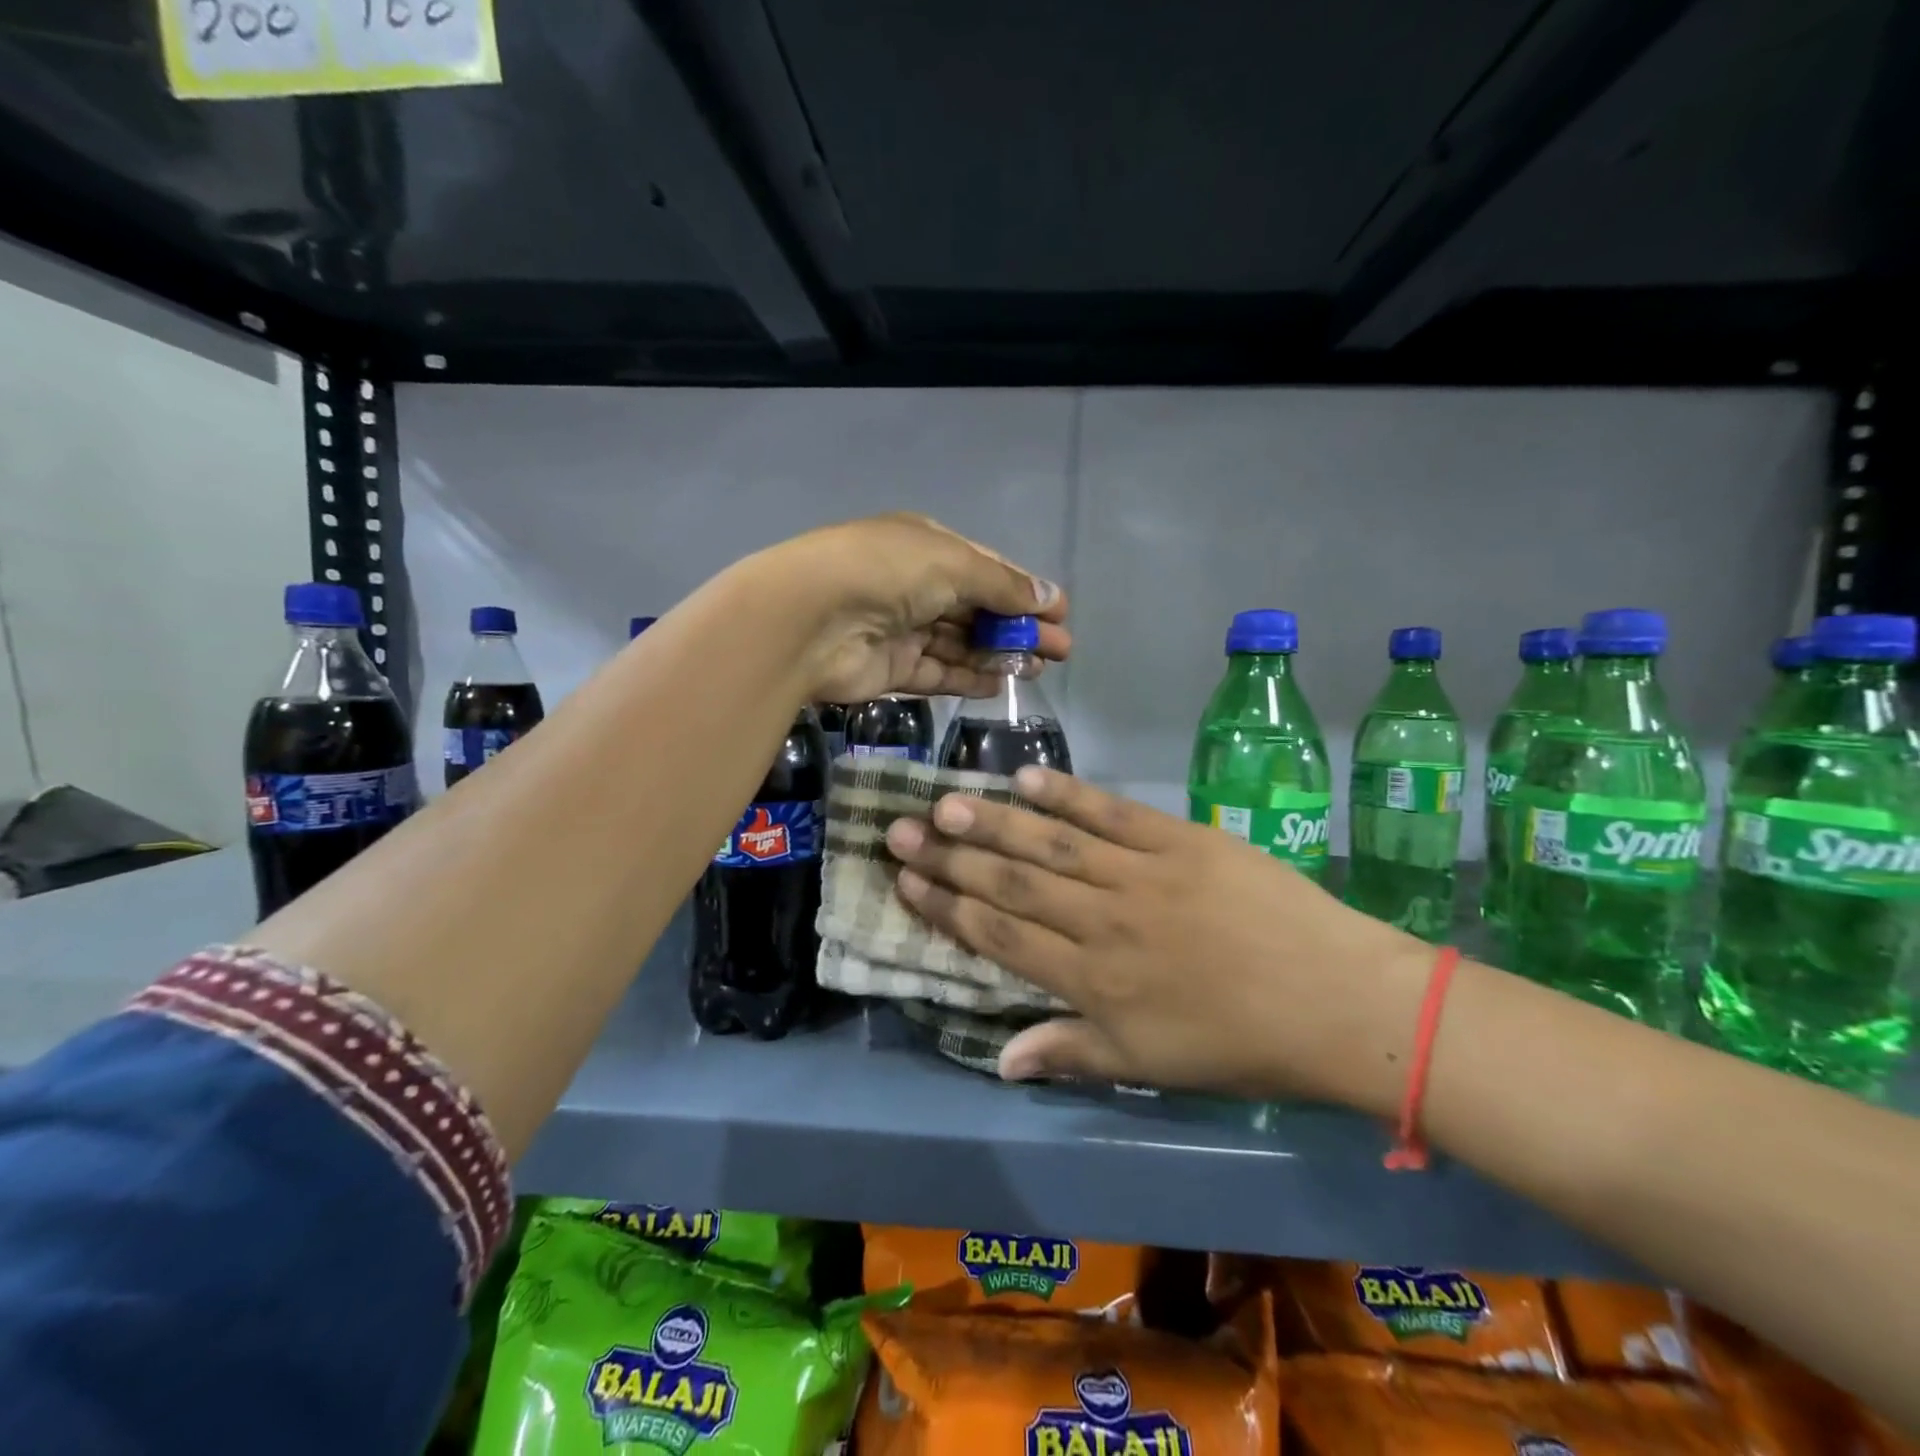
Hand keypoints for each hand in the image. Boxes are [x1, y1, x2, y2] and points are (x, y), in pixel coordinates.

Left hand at [751, 514, 1069, 702]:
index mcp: (926, 547)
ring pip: (960, 643)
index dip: (1025, 591)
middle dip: (1019, 627)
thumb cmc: (887, 573)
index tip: (1060, 614)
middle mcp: (914, 585)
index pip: (986, 569)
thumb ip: (1004, 585)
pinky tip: (1001, 684)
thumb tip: (1051, 597)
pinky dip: (968, 678)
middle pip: (977, 609)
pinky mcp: (890, 669)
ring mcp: (901, 629)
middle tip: (1060, 650)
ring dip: (998, 654)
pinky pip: (938, 673)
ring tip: (1038, 669)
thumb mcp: (954, 564)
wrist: (809, 620)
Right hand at [884, 768, 1434, 1112]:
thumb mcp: (1150, 1065)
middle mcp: (1102, 921)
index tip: (907, 881)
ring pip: (1050, 844)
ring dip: (993, 821)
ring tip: (945, 800)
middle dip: (950, 857)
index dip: (947, 908)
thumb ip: (1070, 1052)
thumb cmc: (1241, 1043)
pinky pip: (1111, 813)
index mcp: (1092, 980)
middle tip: (899, 830)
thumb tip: (998, 1058)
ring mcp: (1140, 874)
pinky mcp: (1178, 839)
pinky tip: (1029, 777)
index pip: (1000, 936)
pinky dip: (1068, 794)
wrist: (1335, 999)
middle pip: (1011, 884)